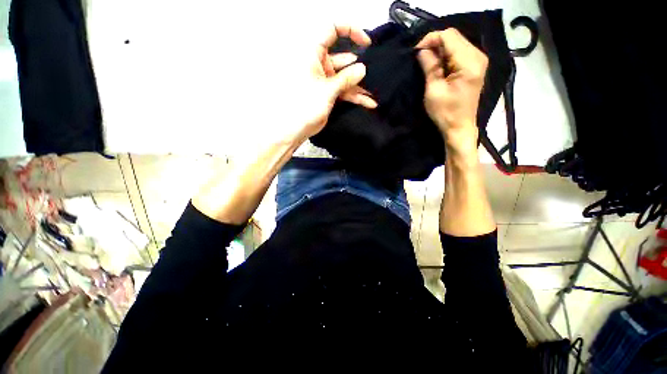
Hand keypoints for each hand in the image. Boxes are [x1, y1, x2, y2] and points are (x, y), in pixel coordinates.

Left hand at [283, 24, 376, 145]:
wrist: (297, 128)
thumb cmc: (304, 107)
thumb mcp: (328, 90)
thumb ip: (346, 78)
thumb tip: (361, 69)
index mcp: (313, 54)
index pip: (332, 30)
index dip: (350, 30)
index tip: (365, 41)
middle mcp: (319, 64)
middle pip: (343, 58)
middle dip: (358, 66)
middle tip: (373, 73)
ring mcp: (325, 79)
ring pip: (345, 77)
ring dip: (359, 85)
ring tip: (373, 93)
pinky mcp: (328, 92)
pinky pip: (344, 90)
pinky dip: (355, 95)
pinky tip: (367, 101)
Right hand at [416, 29, 487, 154]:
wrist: (459, 127)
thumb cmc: (445, 112)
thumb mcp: (434, 90)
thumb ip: (430, 67)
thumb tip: (422, 50)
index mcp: (469, 62)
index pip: (449, 36)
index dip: (431, 39)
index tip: (416, 52)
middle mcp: (477, 56)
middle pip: (453, 37)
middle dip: (434, 44)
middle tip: (420, 58)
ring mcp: (478, 60)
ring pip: (455, 43)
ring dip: (439, 51)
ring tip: (427, 64)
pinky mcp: (475, 66)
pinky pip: (458, 52)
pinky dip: (446, 56)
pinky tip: (438, 66)